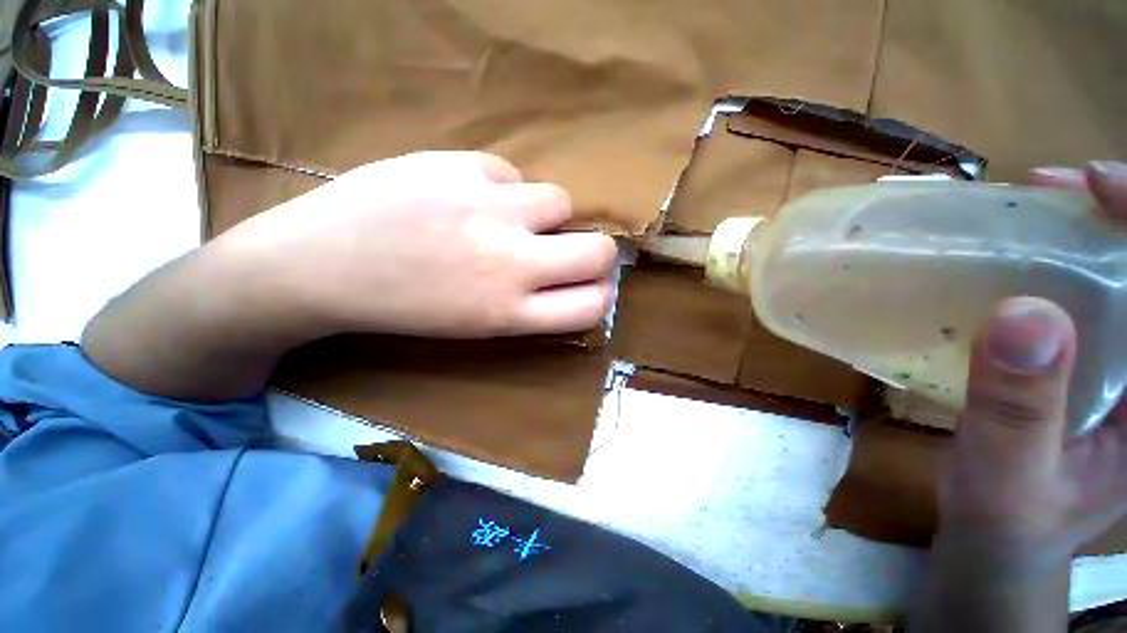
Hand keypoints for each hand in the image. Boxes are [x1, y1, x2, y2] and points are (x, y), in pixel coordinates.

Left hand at [219, 151, 617, 337]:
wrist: (320, 264)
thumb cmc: (404, 305)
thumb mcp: (477, 323)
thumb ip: (531, 302)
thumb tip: (568, 273)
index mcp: (509, 312)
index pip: (592, 305)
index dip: (599, 294)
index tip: (589, 286)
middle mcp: (512, 263)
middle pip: (600, 251)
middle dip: (595, 253)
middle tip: (570, 250)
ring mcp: (490, 208)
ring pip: (561, 201)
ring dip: (544, 214)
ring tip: (507, 218)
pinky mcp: (462, 164)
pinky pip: (511, 173)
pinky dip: (500, 187)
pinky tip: (464, 196)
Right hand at [939, 161, 1126, 558]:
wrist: (999, 532)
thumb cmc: (1008, 517)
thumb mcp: (1009, 472)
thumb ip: (1019, 406)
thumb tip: (1023, 316)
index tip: (1098, 185)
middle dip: (1125, 216)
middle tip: (1065, 185)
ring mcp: (1126, 368)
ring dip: (1097, 230)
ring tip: (1048, 204)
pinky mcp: (1093, 362)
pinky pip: (1094, 296)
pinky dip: (1070, 261)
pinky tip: (1035, 252)